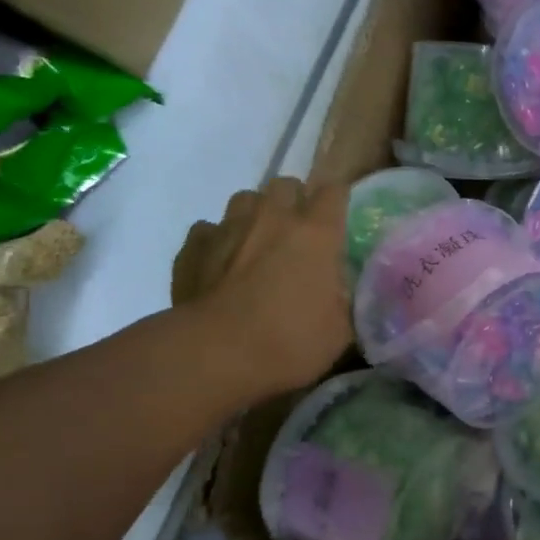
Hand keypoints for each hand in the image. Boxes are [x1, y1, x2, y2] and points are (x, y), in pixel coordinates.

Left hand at [172, 178, 352, 397]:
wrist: (215, 354)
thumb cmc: (288, 342)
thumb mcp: (340, 331)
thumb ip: (346, 300)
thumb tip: (342, 289)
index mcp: (316, 233)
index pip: (334, 190)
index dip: (338, 201)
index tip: (339, 220)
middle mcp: (273, 218)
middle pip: (286, 185)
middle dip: (294, 202)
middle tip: (298, 234)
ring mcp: (229, 227)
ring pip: (246, 199)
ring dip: (255, 215)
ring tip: (257, 244)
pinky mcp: (193, 246)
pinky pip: (208, 230)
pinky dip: (217, 242)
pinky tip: (220, 265)